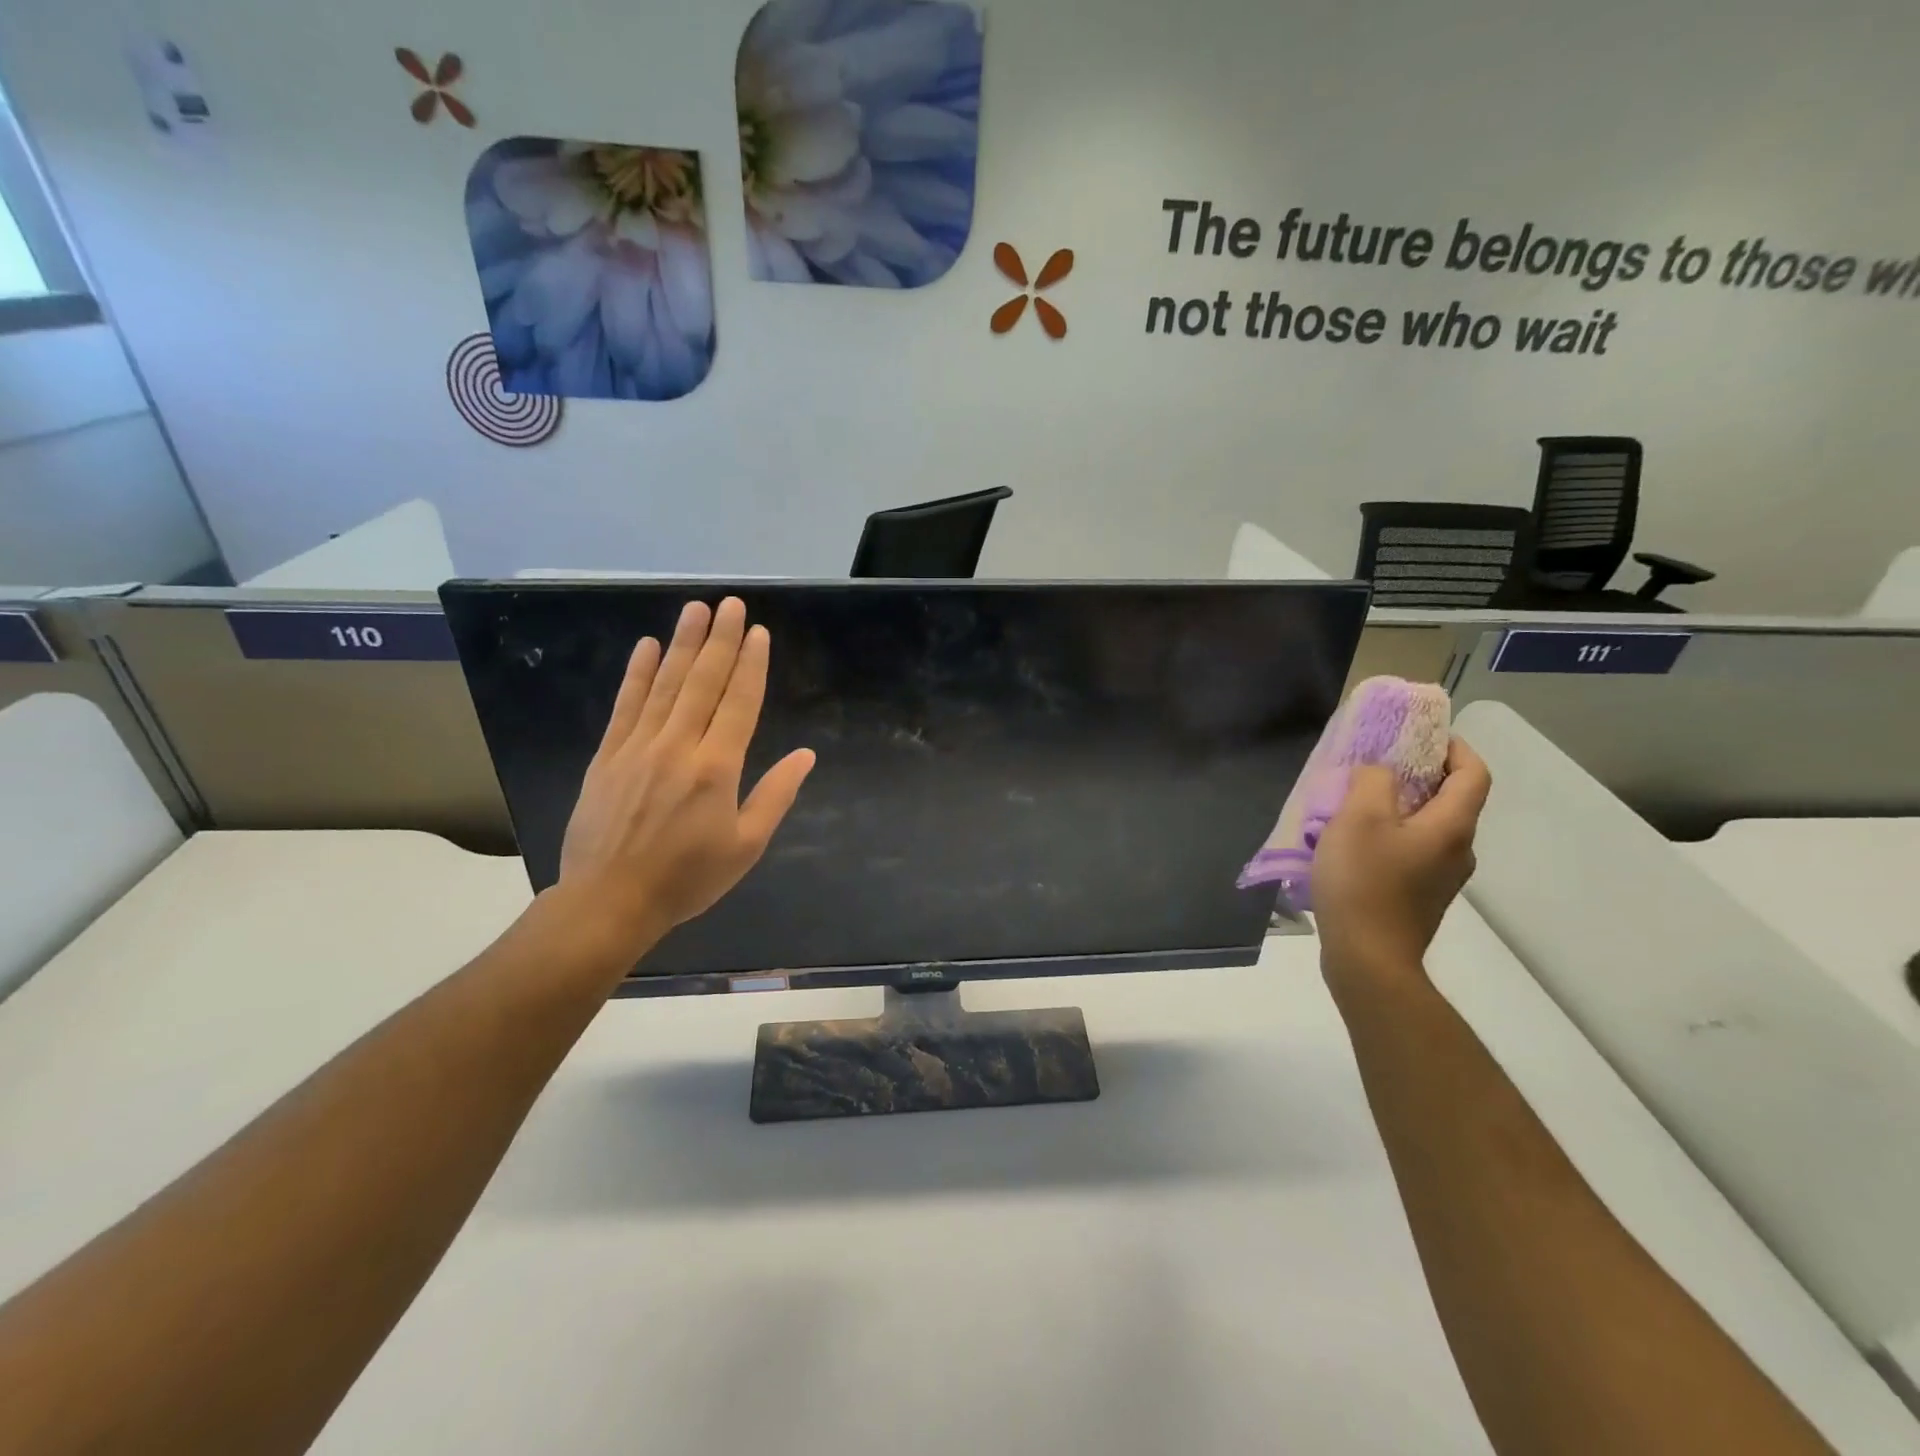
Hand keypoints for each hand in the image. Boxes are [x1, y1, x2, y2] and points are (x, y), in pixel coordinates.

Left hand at [549, 597, 814, 969]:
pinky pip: (626, 706)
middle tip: (731, 604)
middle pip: (703, 682)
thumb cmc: (687, 878)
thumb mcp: (746, 846)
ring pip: (665, 685)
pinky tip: (646, 646)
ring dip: (683, 644)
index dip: (751, 665)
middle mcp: (678, 746)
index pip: (739, 703)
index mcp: (717, 767)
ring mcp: (638, 747)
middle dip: (721, 640)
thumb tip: (805, 756)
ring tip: (696, 609)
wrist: (609, 901)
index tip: (758, 632)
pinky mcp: (607, 756)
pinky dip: (637, 674)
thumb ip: (775, 795)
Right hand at [1312, 737, 1490, 986]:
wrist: (1367, 958)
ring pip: (1429, 829)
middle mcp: (1458, 851)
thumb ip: (1372, 781)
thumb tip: (1381, 772)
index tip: (1422, 735)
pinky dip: (1392, 837)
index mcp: (1452, 826)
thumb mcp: (1358, 818)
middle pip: (1452, 801)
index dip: (1455, 747)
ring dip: (1401, 808)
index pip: (1474, 774)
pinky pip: (1413, 853)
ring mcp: (1441, 879)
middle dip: (1420, 776)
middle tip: (1379, 765)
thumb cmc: (1364, 882)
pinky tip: (1354, 845)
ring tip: (1358, 804)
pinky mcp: (1420, 899)